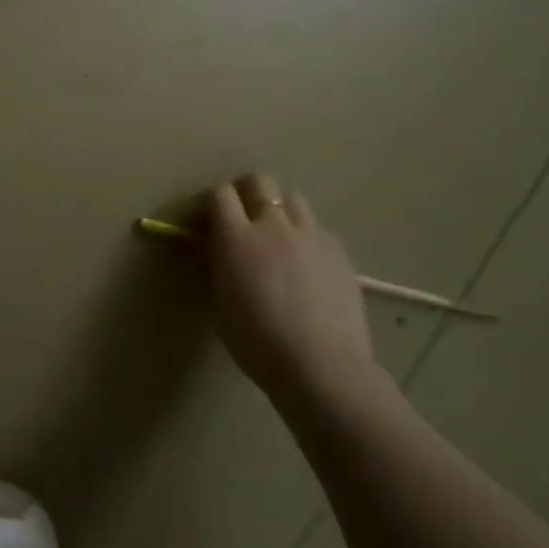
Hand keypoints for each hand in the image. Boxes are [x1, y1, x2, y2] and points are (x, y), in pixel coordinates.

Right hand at [208, 172, 375, 398]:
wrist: (321, 366)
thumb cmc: (258, 343)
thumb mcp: (221, 304)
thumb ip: (221, 267)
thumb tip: (222, 252)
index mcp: (237, 238)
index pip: (220, 194)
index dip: (213, 202)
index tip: (209, 219)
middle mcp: (273, 225)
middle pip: (259, 181)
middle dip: (247, 192)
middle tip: (243, 217)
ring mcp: (311, 234)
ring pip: (293, 198)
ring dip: (279, 209)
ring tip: (278, 236)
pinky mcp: (339, 250)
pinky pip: (317, 228)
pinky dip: (306, 235)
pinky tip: (306, 263)